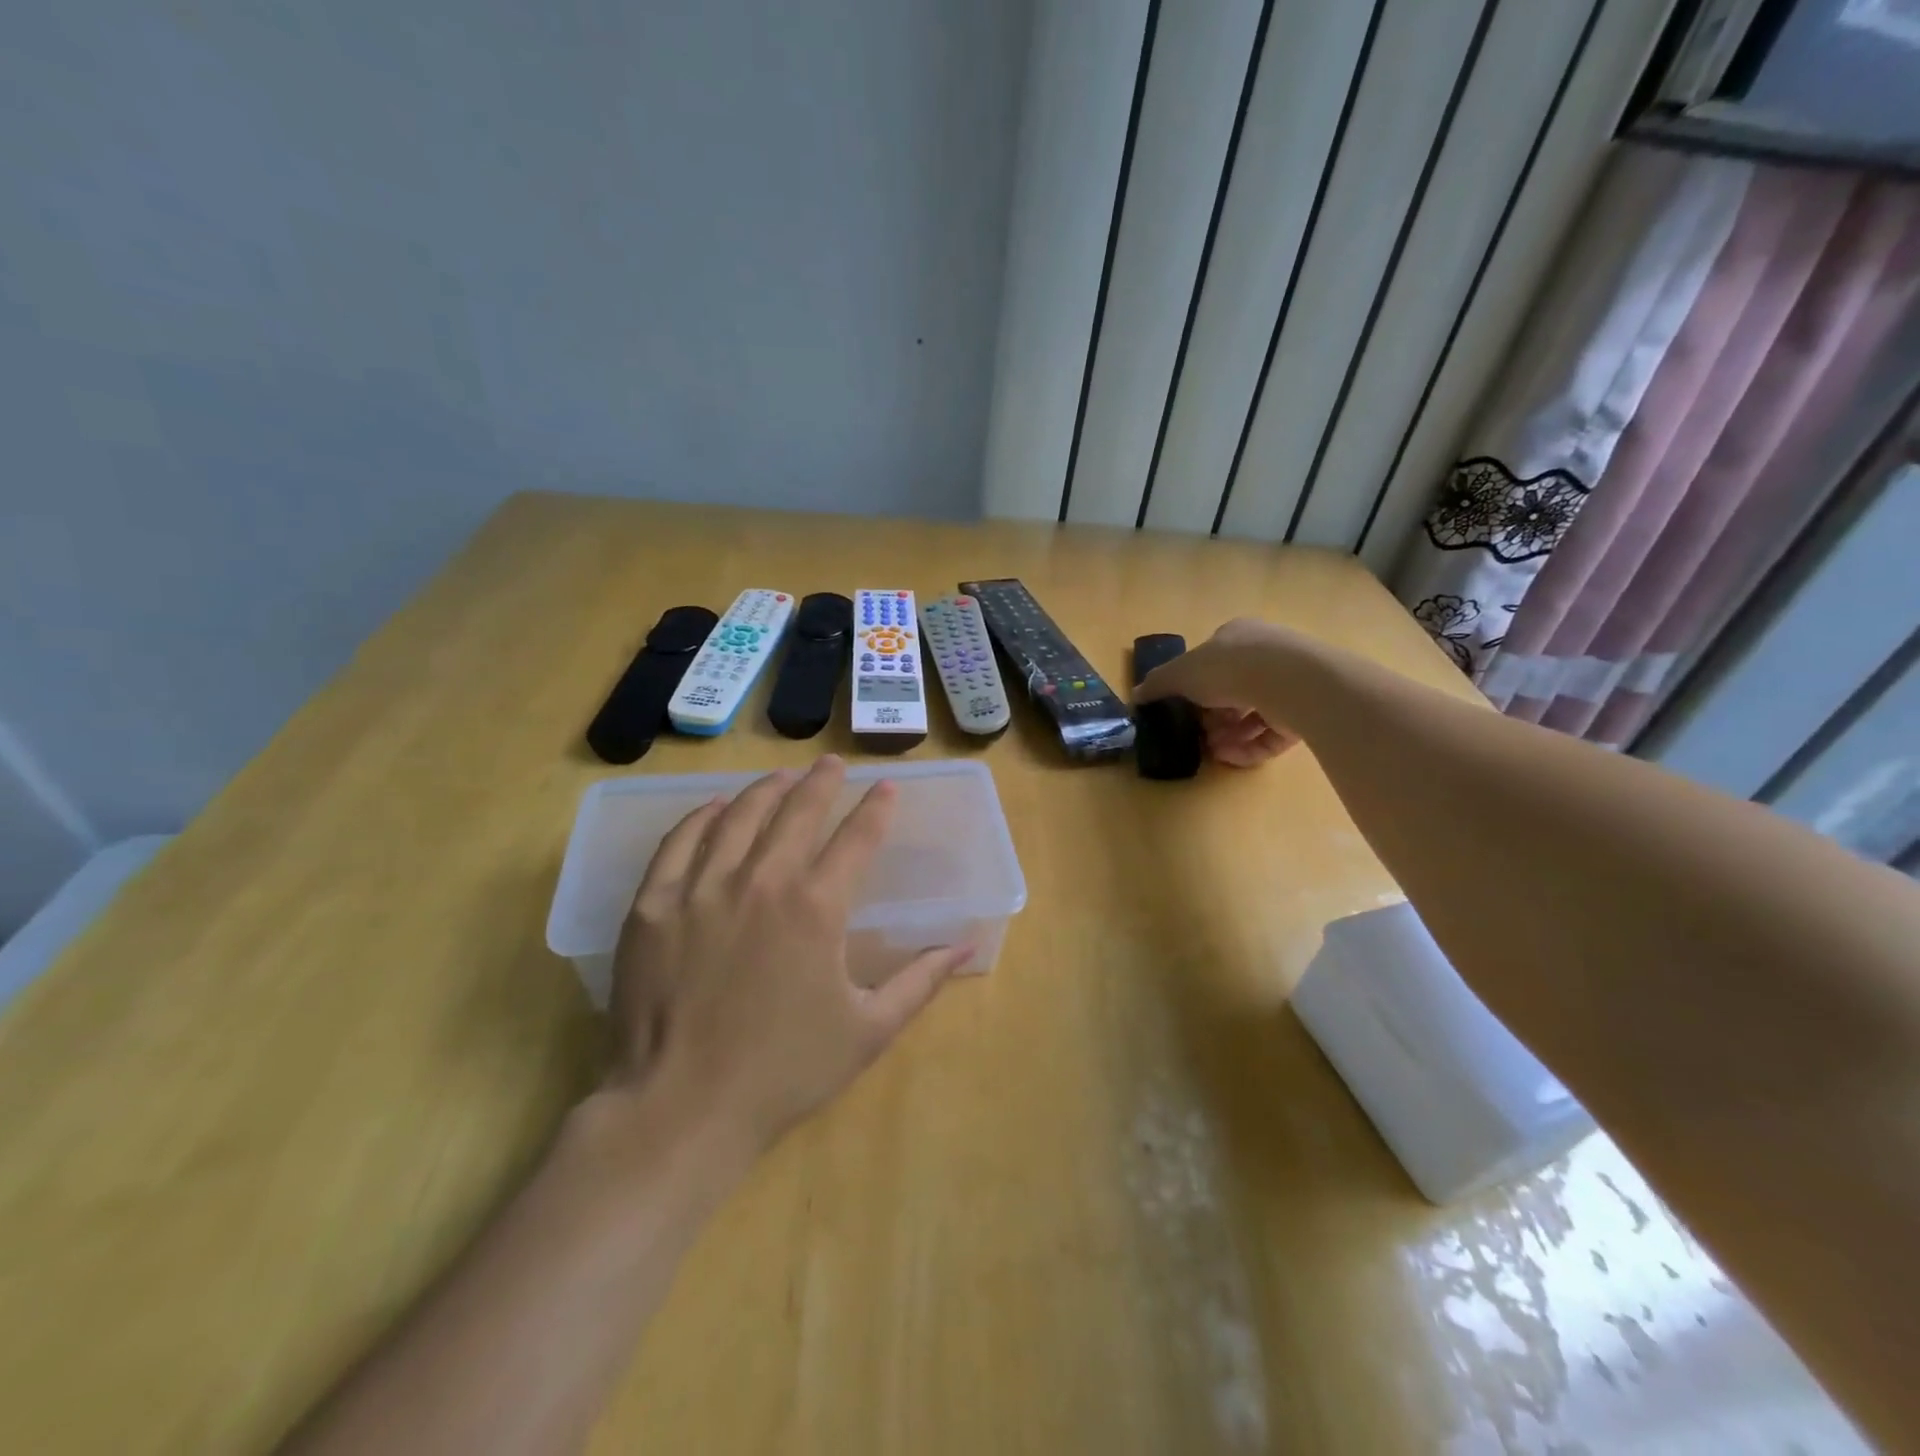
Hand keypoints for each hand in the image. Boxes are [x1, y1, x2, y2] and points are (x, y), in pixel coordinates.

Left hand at [607, 756, 969, 1152]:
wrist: (681, 1108)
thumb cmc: (784, 1071)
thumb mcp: (868, 1031)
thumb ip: (920, 982)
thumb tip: (966, 946)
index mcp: (818, 907)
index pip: (856, 839)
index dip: (876, 809)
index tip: (886, 788)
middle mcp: (762, 881)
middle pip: (797, 812)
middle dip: (821, 782)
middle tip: (833, 763)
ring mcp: (702, 888)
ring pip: (738, 816)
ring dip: (765, 790)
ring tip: (781, 776)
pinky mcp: (653, 904)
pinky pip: (678, 842)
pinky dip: (700, 816)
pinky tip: (714, 807)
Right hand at [1135, 617, 1306, 767]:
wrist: (1287, 679)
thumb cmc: (1227, 667)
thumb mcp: (1180, 674)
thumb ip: (1158, 684)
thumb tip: (1136, 694)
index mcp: (1237, 637)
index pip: (1213, 663)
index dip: (1195, 689)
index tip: (1185, 711)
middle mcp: (1266, 655)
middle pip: (1234, 692)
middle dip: (1213, 718)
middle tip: (1200, 736)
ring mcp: (1289, 683)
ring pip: (1254, 715)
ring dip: (1230, 736)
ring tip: (1215, 751)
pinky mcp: (1305, 711)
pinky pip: (1273, 734)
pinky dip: (1251, 747)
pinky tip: (1233, 757)